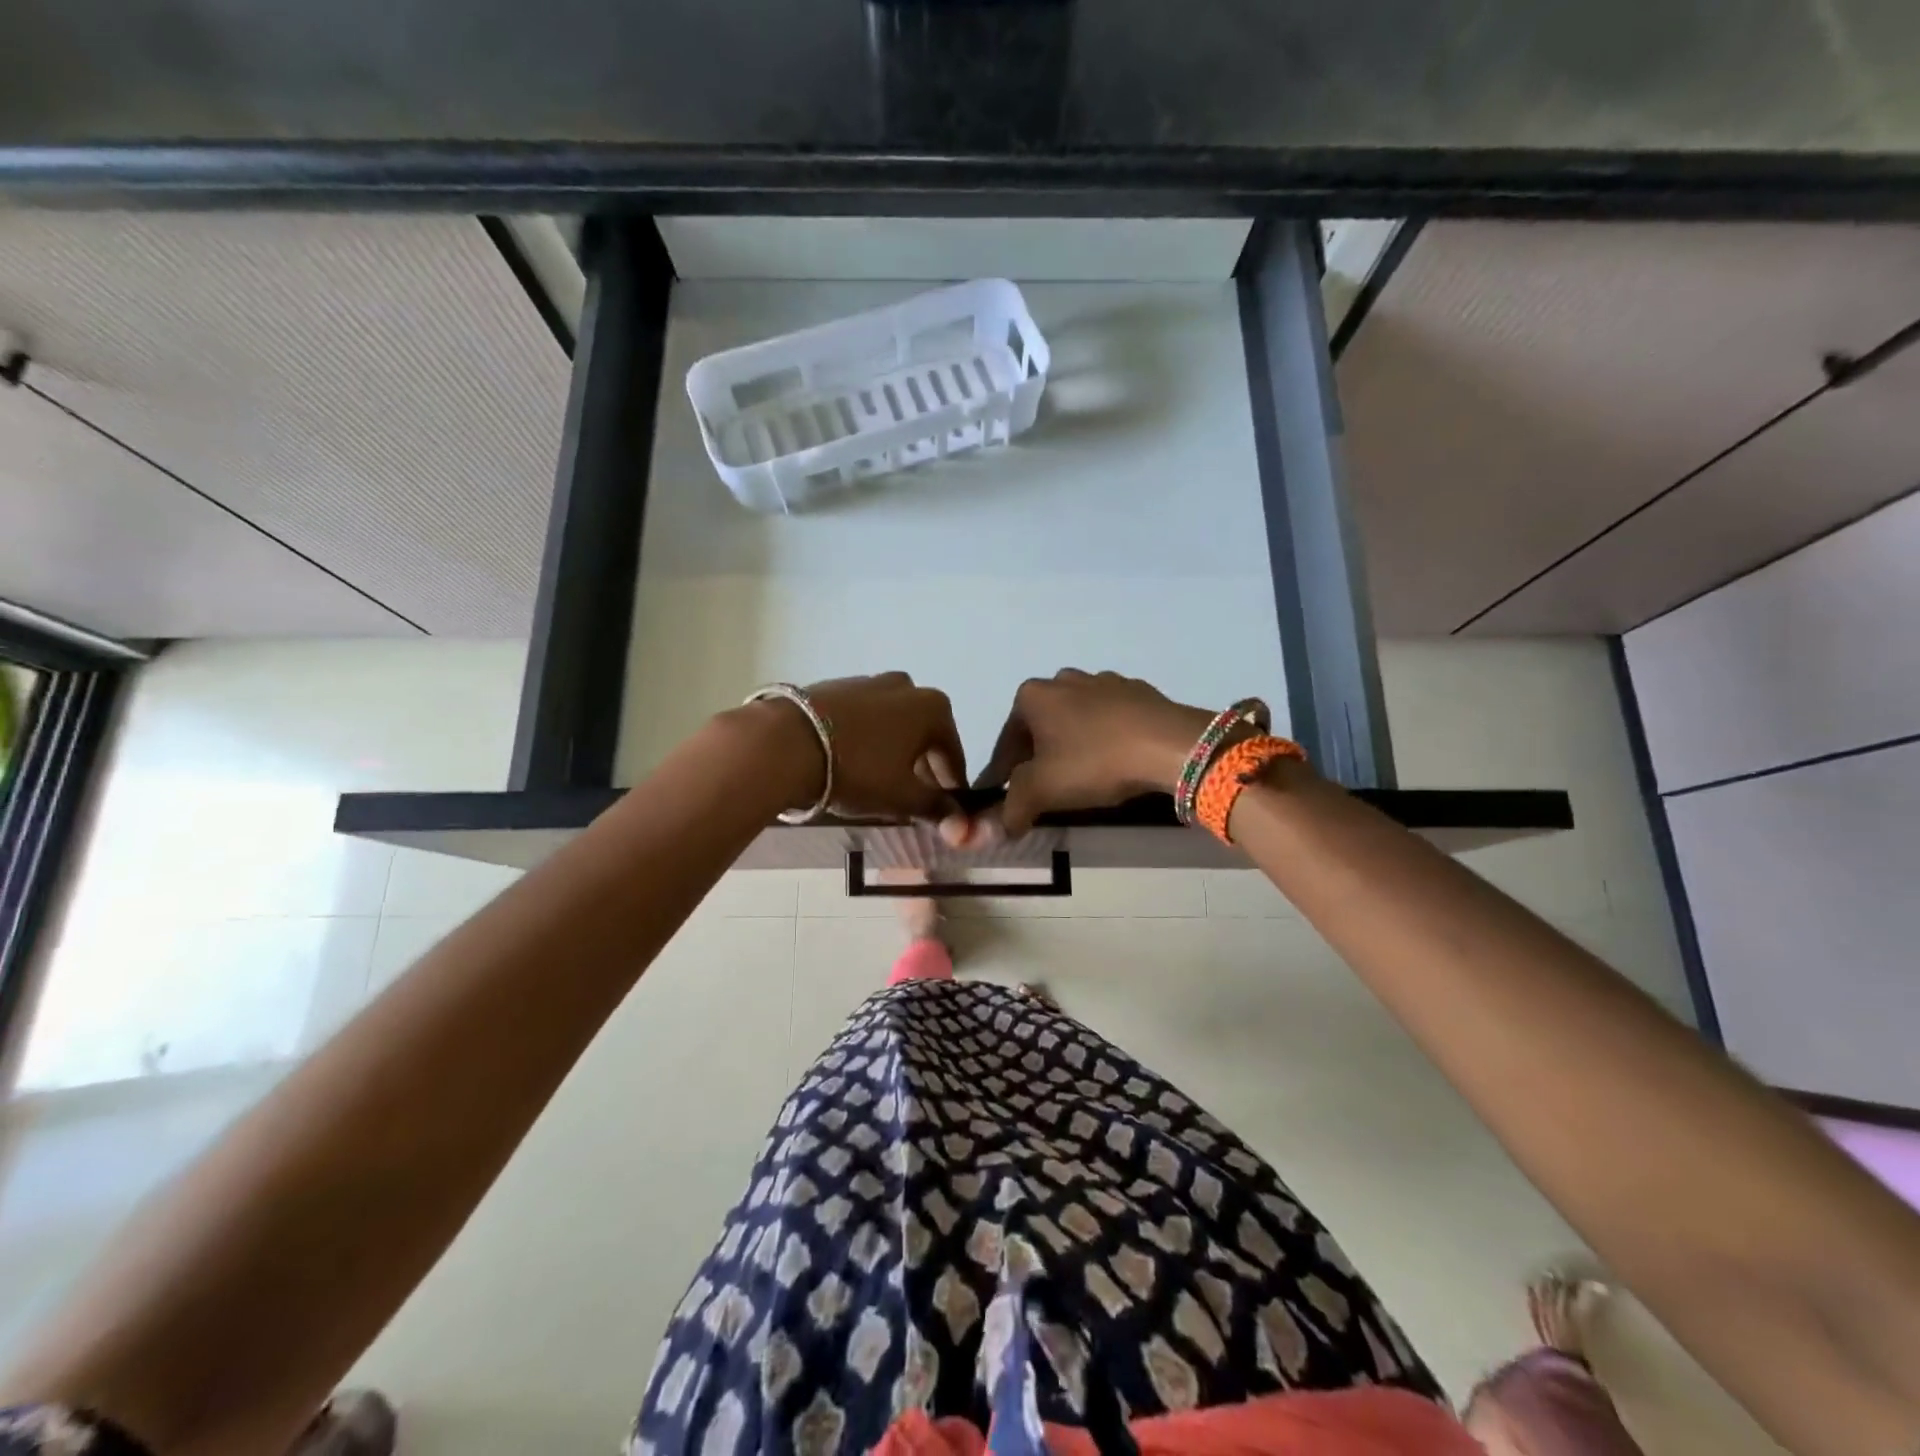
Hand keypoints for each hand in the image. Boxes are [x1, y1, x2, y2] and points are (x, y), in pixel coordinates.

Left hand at [746, 672, 965, 820]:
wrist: (785, 743)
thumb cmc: (858, 769)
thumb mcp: (902, 797)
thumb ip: (936, 809)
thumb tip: (962, 826)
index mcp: (933, 707)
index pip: (953, 754)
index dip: (951, 787)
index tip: (945, 812)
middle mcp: (906, 686)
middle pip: (923, 736)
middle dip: (922, 768)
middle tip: (911, 800)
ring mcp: (868, 681)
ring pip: (893, 725)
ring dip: (893, 752)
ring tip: (878, 783)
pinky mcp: (835, 686)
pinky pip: (863, 718)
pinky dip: (867, 739)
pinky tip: (852, 762)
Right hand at [972, 670, 1213, 837]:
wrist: (1169, 744)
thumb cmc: (1094, 762)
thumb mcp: (1041, 791)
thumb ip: (1011, 809)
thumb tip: (997, 827)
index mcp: (1031, 696)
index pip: (1006, 743)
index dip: (1003, 776)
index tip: (1007, 800)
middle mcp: (1063, 680)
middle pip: (1040, 728)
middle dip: (1038, 758)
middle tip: (1046, 791)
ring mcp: (1103, 681)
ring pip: (1076, 721)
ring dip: (1073, 746)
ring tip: (1083, 778)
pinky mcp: (1137, 691)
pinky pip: (1110, 719)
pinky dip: (1105, 738)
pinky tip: (1115, 762)